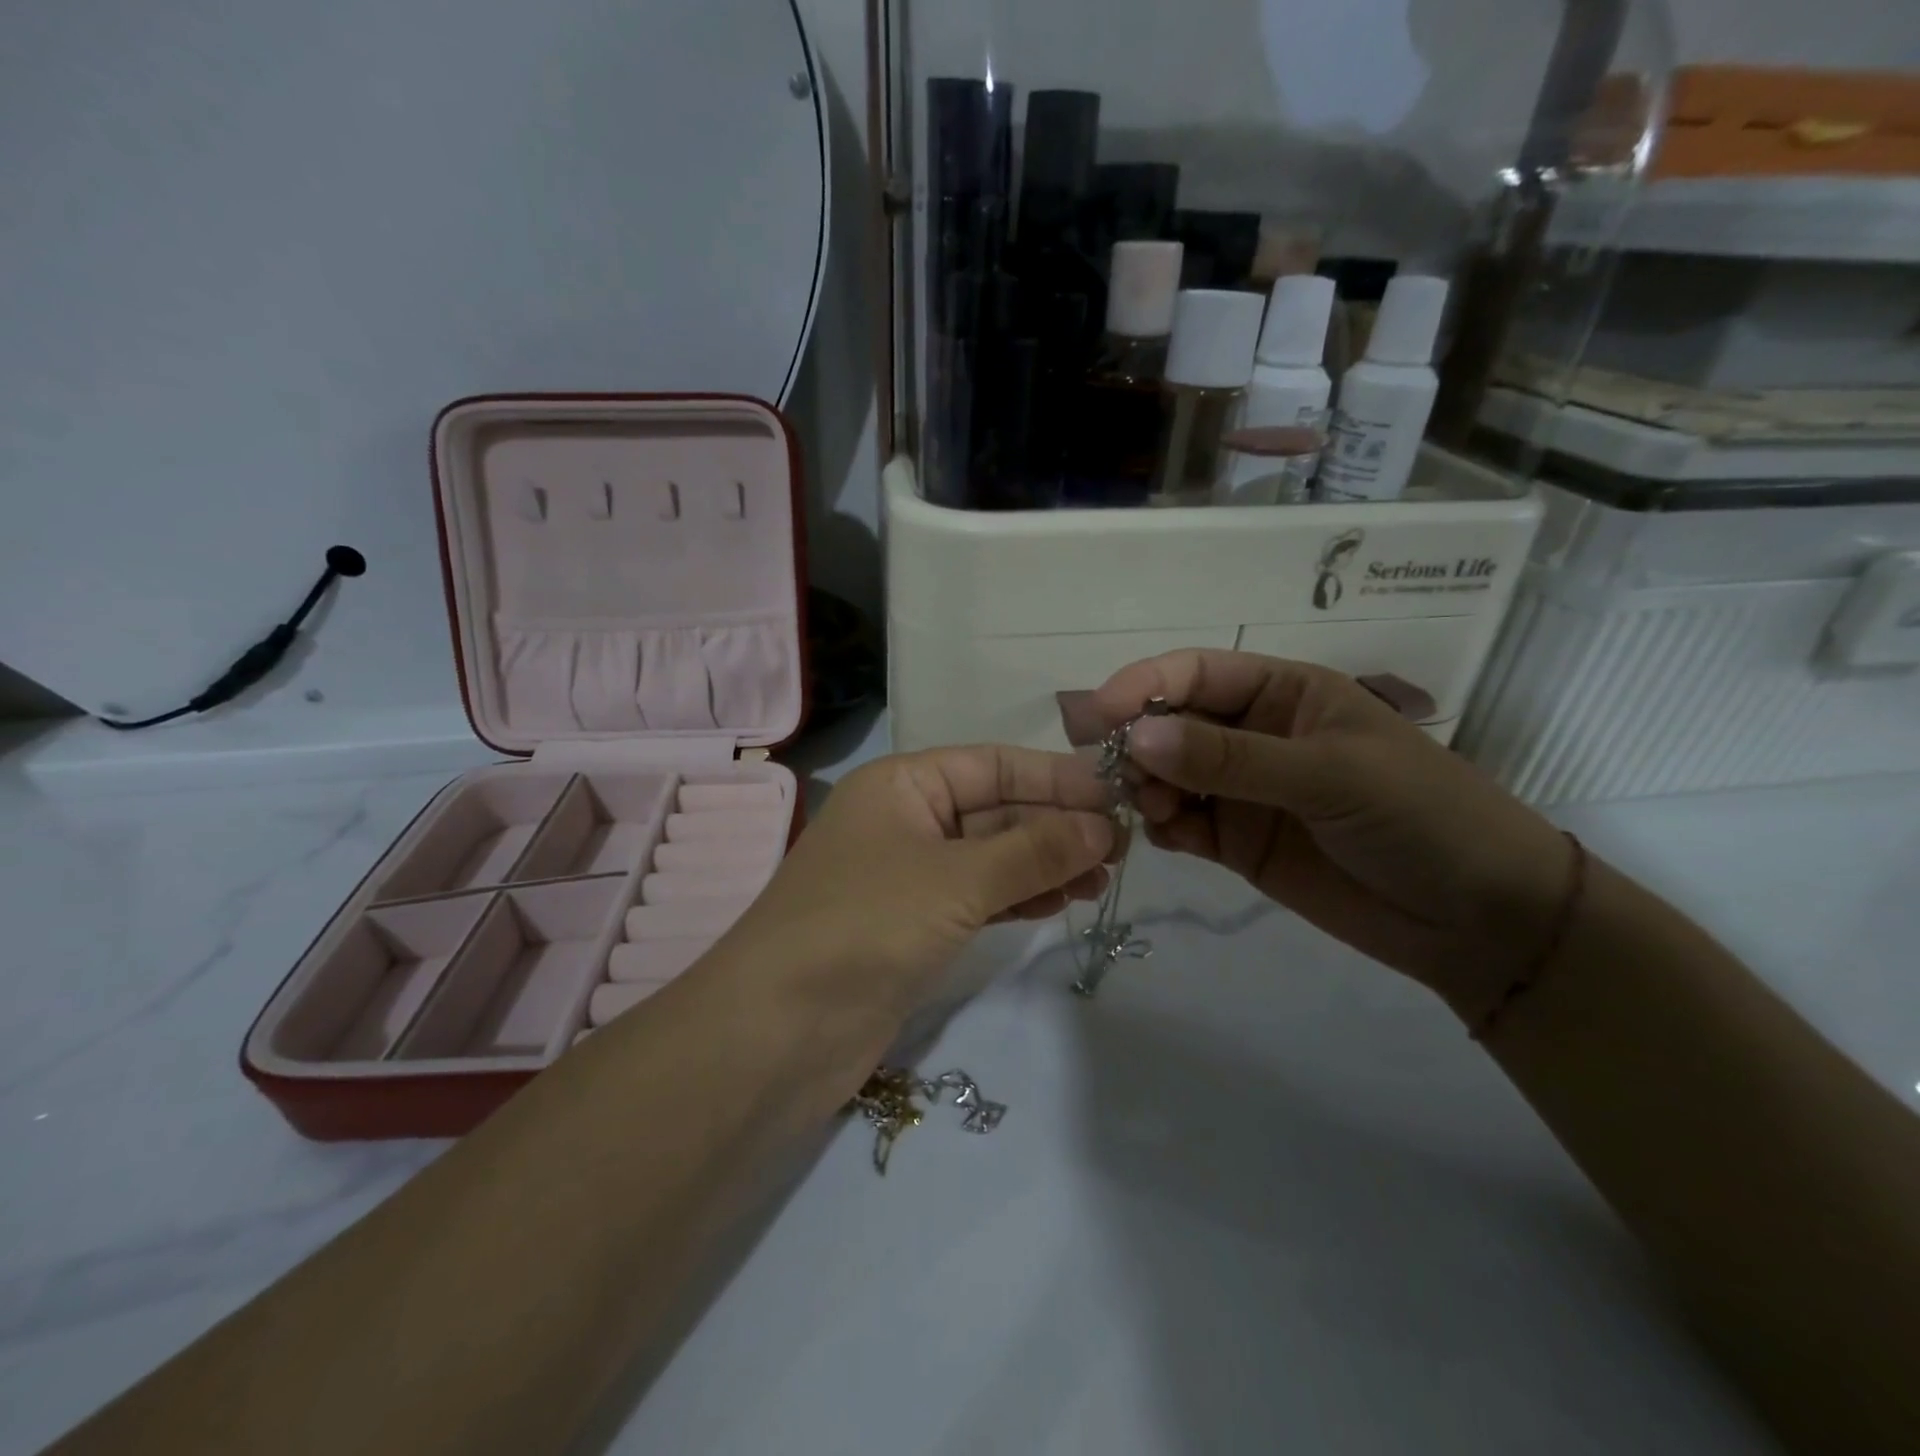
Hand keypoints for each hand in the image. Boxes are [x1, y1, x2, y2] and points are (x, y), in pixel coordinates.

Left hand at [726, 746, 1116, 1020]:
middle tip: (1122, 847)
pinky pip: (979, 897)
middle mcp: (905, 819)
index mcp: (903, 784)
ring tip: (1104, 877)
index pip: (993, 764)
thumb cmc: (866, 925)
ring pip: (992, 856)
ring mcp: (909, 875)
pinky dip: (1020, 896)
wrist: (778, 1032)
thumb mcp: (957, 879)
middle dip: (1057, 825)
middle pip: (996, 809)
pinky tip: (1064, 900)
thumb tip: (1104, 828)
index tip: (1116, 796)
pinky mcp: (914, 926)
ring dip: (1046, 863)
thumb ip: (1034, 851)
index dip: (1056, 777)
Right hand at [1093, 651, 1574, 1018]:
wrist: (1479, 919)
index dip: (1144, 685)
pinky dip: (1162, 825)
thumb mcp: (1330, 774)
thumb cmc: (1420, 816)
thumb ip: (1230, 758)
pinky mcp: (1236, 841)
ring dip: (1145, 785)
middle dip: (1135, 740)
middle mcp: (1253, 734)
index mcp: (1283, 692)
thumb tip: (1136, 737)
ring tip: (1152, 809)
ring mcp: (1241, 790)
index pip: (1196, 673)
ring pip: (1167, 773)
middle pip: (1170, 722)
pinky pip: (1180, 822)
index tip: (1100, 716)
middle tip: (1109, 772)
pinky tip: (1166, 836)